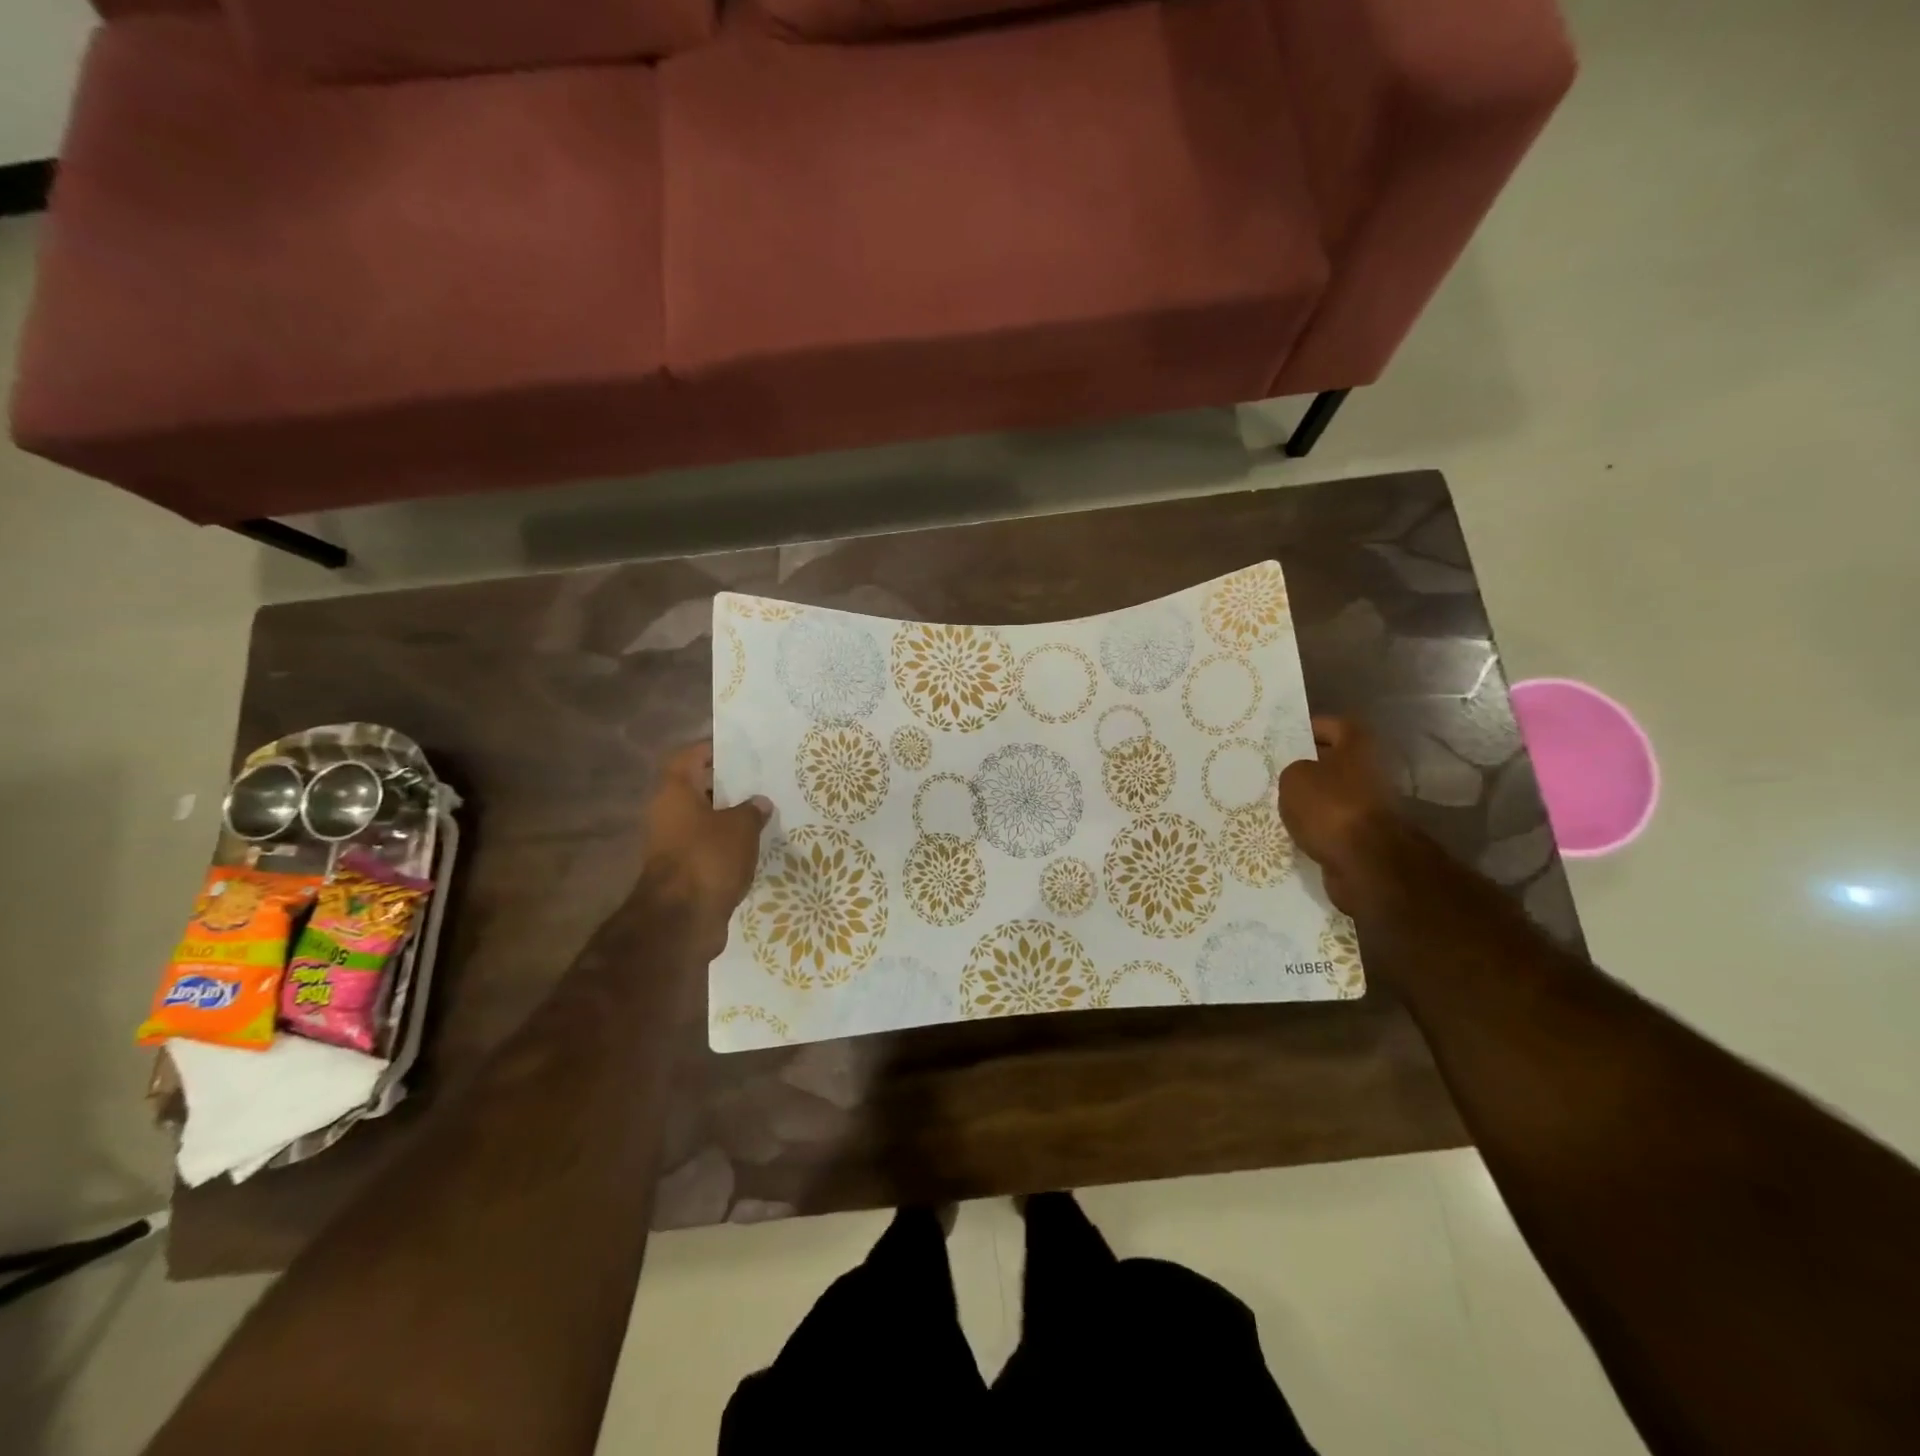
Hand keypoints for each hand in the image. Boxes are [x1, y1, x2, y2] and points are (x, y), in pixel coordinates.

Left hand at [642, 743, 770, 945]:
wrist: (681, 920)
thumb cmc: (708, 858)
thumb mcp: (740, 827)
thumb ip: (751, 810)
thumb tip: (759, 802)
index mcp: (674, 793)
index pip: (688, 757)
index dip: (711, 749)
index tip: (738, 748)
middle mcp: (666, 814)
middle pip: (695, 789)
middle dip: (725, 785)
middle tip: (758, 781)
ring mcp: (671, 845)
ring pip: (702, 820)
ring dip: (727, 817)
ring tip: (761, 813)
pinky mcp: (682, 872)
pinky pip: (706, 847)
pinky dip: (725, 845)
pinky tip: (753, 846)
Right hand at [1276, 717, 1399, 918]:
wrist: (1366, 863)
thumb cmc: (1330, 807)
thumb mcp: (1294, 778)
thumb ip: (1293, 770)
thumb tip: (1300, 778)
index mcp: (1358, 747)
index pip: (1336, 725)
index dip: (1311, 727)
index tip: (1285, 736)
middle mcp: (1370, 772)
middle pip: (1335, 762)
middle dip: (1307, 766)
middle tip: (1276, 771)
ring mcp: (1370, 806)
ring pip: (1333, 794)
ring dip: (1311, 799)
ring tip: (1278, 803)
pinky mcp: (1365, 837)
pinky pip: (1334, 823)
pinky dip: (1316, 826)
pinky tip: (1292, 830)